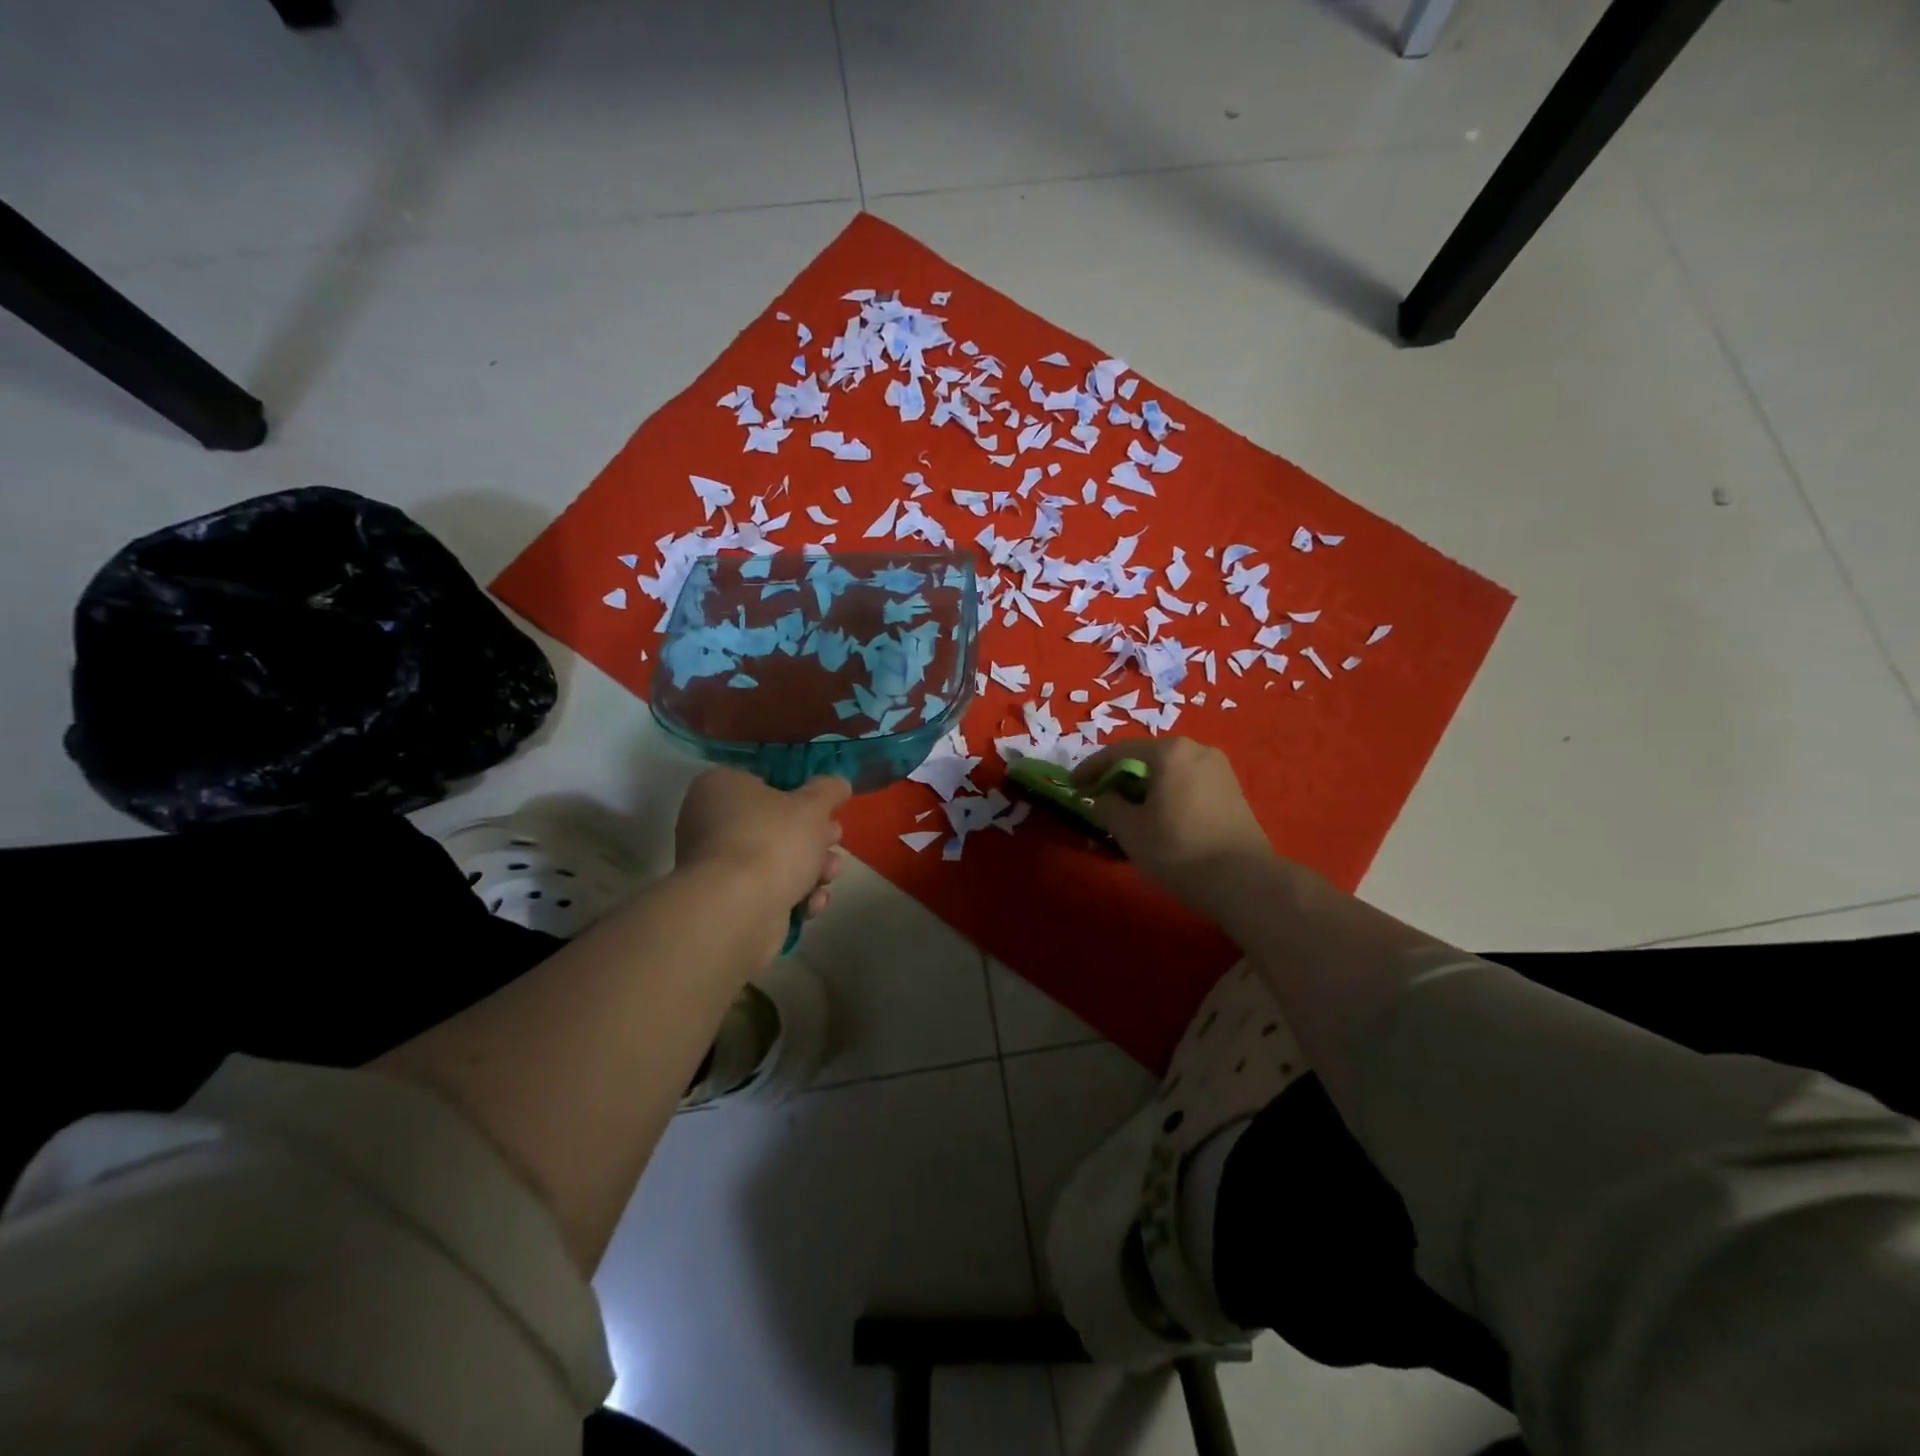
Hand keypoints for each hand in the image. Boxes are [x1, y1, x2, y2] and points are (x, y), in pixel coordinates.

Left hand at [674, 769, 850, 921]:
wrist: (739, 910)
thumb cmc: (773, 841)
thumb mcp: (813, 805)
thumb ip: (828, 790)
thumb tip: (837, 784)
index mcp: (721, 787)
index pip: (766, 782)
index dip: (801, 795)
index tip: (827, 809)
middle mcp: (710, 823)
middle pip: (774, 825)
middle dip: (813, 837)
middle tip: (834, 841)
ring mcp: (715, 866)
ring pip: (775, 861)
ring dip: (811, 869)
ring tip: (829, 876)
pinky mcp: (726, 902)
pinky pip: (766, 891)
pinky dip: (792, 896)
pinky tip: (811, 904)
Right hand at [1072, 737, 1292, 925]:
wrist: (1243, 880)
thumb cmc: (1178, 849)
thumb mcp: (1129, 830)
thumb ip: (1107, 806)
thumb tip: (1103, 797)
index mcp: (1170, 752)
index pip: (1119, 752)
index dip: (1091, 768)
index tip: (1073, 785)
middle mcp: (1197, 750)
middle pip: (1147, 758)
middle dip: (1120, 778)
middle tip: (1100, 798)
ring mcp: (1220, 769)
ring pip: (1169, 772)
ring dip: (1144, 788)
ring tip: (1128, 812)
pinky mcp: (1232, 791)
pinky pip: (1188, 784)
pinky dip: (1167, 795)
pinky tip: (1159, 818)